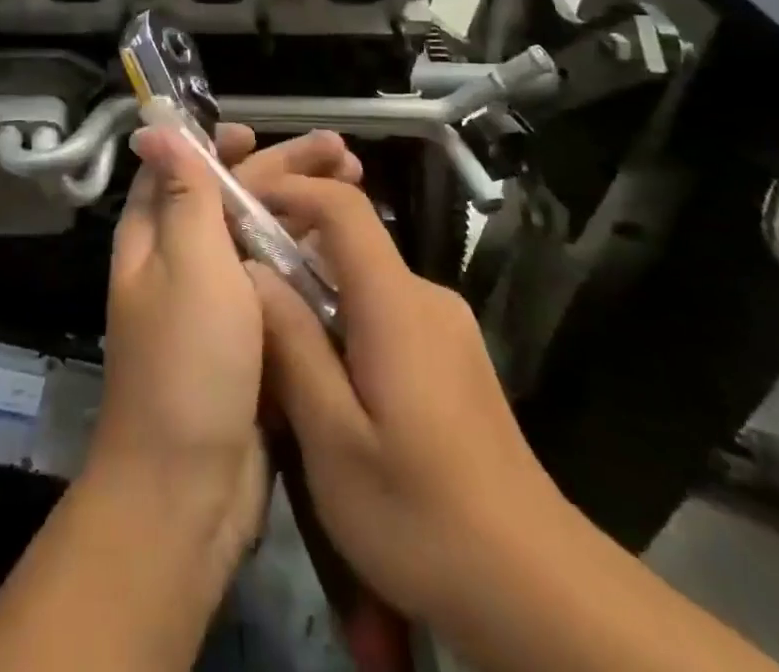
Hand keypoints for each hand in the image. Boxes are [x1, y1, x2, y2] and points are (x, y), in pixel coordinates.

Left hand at [89, 126, 361, 569]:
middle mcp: (180, 264)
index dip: (215, 145)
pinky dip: (307, 262)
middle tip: (342, 153)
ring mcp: (215, 306)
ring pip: (260, 241)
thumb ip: (182, 193)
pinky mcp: (247, 342)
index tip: (259, 134)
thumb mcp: (188, 263)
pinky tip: (347, 253)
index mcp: (155, 238)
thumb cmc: (186, 361)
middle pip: (232, 201)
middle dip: (282, 172)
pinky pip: (278, 285)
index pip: (180, 170)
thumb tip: (153, 128)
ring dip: (302, 212)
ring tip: (359, 190)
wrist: (187, 490)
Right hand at [248, 171, 558, 624]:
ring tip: (276, 347)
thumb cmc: (422, 515)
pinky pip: (385, 313)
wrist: (537, 588)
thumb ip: (292, 346)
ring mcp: (446, 327)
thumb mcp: (335, 440)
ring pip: (364, 283)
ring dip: (316, 297)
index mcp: (396, 303)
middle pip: (350, 243)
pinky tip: (327, 382)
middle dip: (291, 253)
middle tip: (243, 293)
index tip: (241, 204)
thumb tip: (253, 272)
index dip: (290, 191)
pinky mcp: (454, 357)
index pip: (343, 207)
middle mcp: (426, 297)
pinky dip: (345, 323)